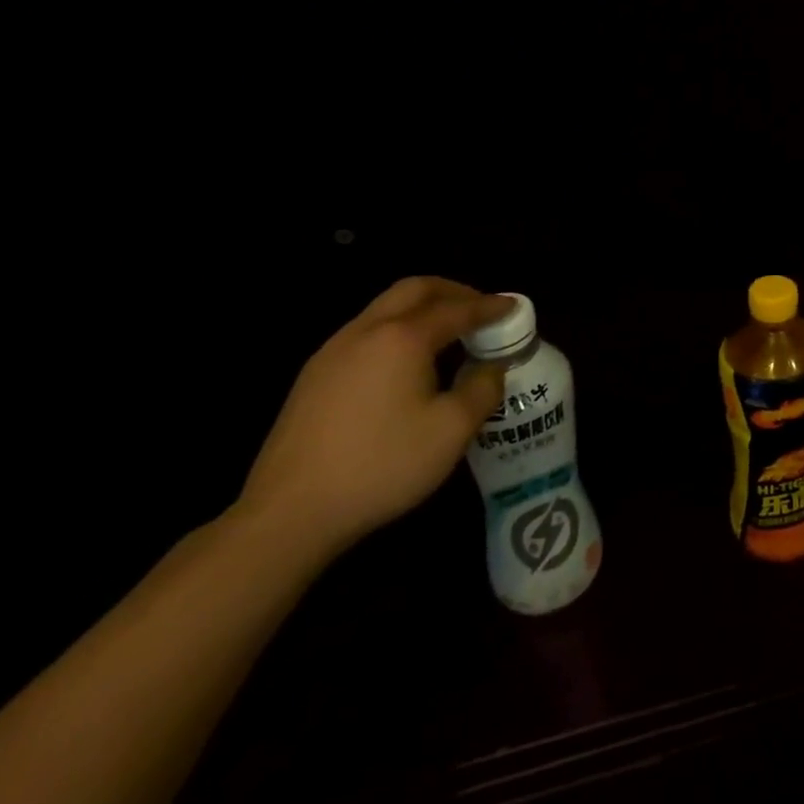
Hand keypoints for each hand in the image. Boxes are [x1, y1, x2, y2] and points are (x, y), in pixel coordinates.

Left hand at [237, 278, 513, 555]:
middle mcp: (366, 331)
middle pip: (415, 290)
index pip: (457, 308)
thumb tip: (491, 368)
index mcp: (403, 337)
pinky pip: (366, 333)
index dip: (490, 306)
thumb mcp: (452, 430)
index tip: (514, 307)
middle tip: (480, 310)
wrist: (289, 513)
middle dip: (453, 292)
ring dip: (422, 309)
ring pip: (385, 308)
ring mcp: (333, 351)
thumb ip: (482, 389)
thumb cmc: (382, 465)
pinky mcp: (314, 376)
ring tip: (448, 336)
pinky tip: (407, 365)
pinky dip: (398, 331)